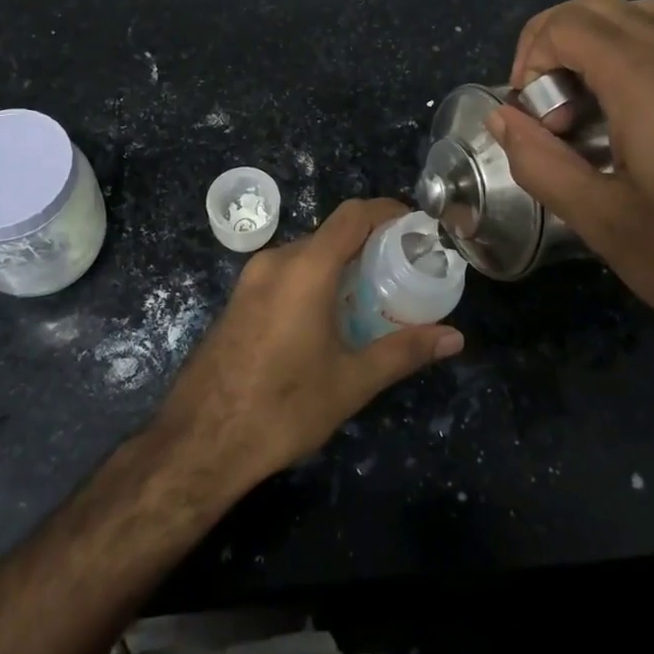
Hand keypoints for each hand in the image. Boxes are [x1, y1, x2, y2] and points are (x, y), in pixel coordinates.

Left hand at [154, 198, 463, 486]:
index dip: (387, 210)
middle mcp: (276, 261)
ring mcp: (251, 279)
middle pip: (331, 234)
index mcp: (305, 268)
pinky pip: (286, 272)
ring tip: (373, 295)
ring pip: (307, 253)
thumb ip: (403, 352)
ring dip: (341, 264)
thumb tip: (454, 338)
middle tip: (403, 270)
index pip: (353, 215)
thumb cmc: (281, 407)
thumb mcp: (350, 383)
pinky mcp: (239, 299)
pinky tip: (330, 317)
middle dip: (369, 243)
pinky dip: (315, 279)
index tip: (417, 226)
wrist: (198, 443)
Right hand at [488, 0, 653, 377]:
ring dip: (604, 34)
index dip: (531, 55)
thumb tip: (503, 117)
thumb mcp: (605, 226)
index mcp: (649, 86)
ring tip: (592, 87)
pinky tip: (647, 99)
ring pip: (651, 9)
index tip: (531, 113)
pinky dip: (648, 42)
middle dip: (556, 41)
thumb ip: (542, 164)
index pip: (570, 25)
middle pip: (604, 7)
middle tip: (549, 102)